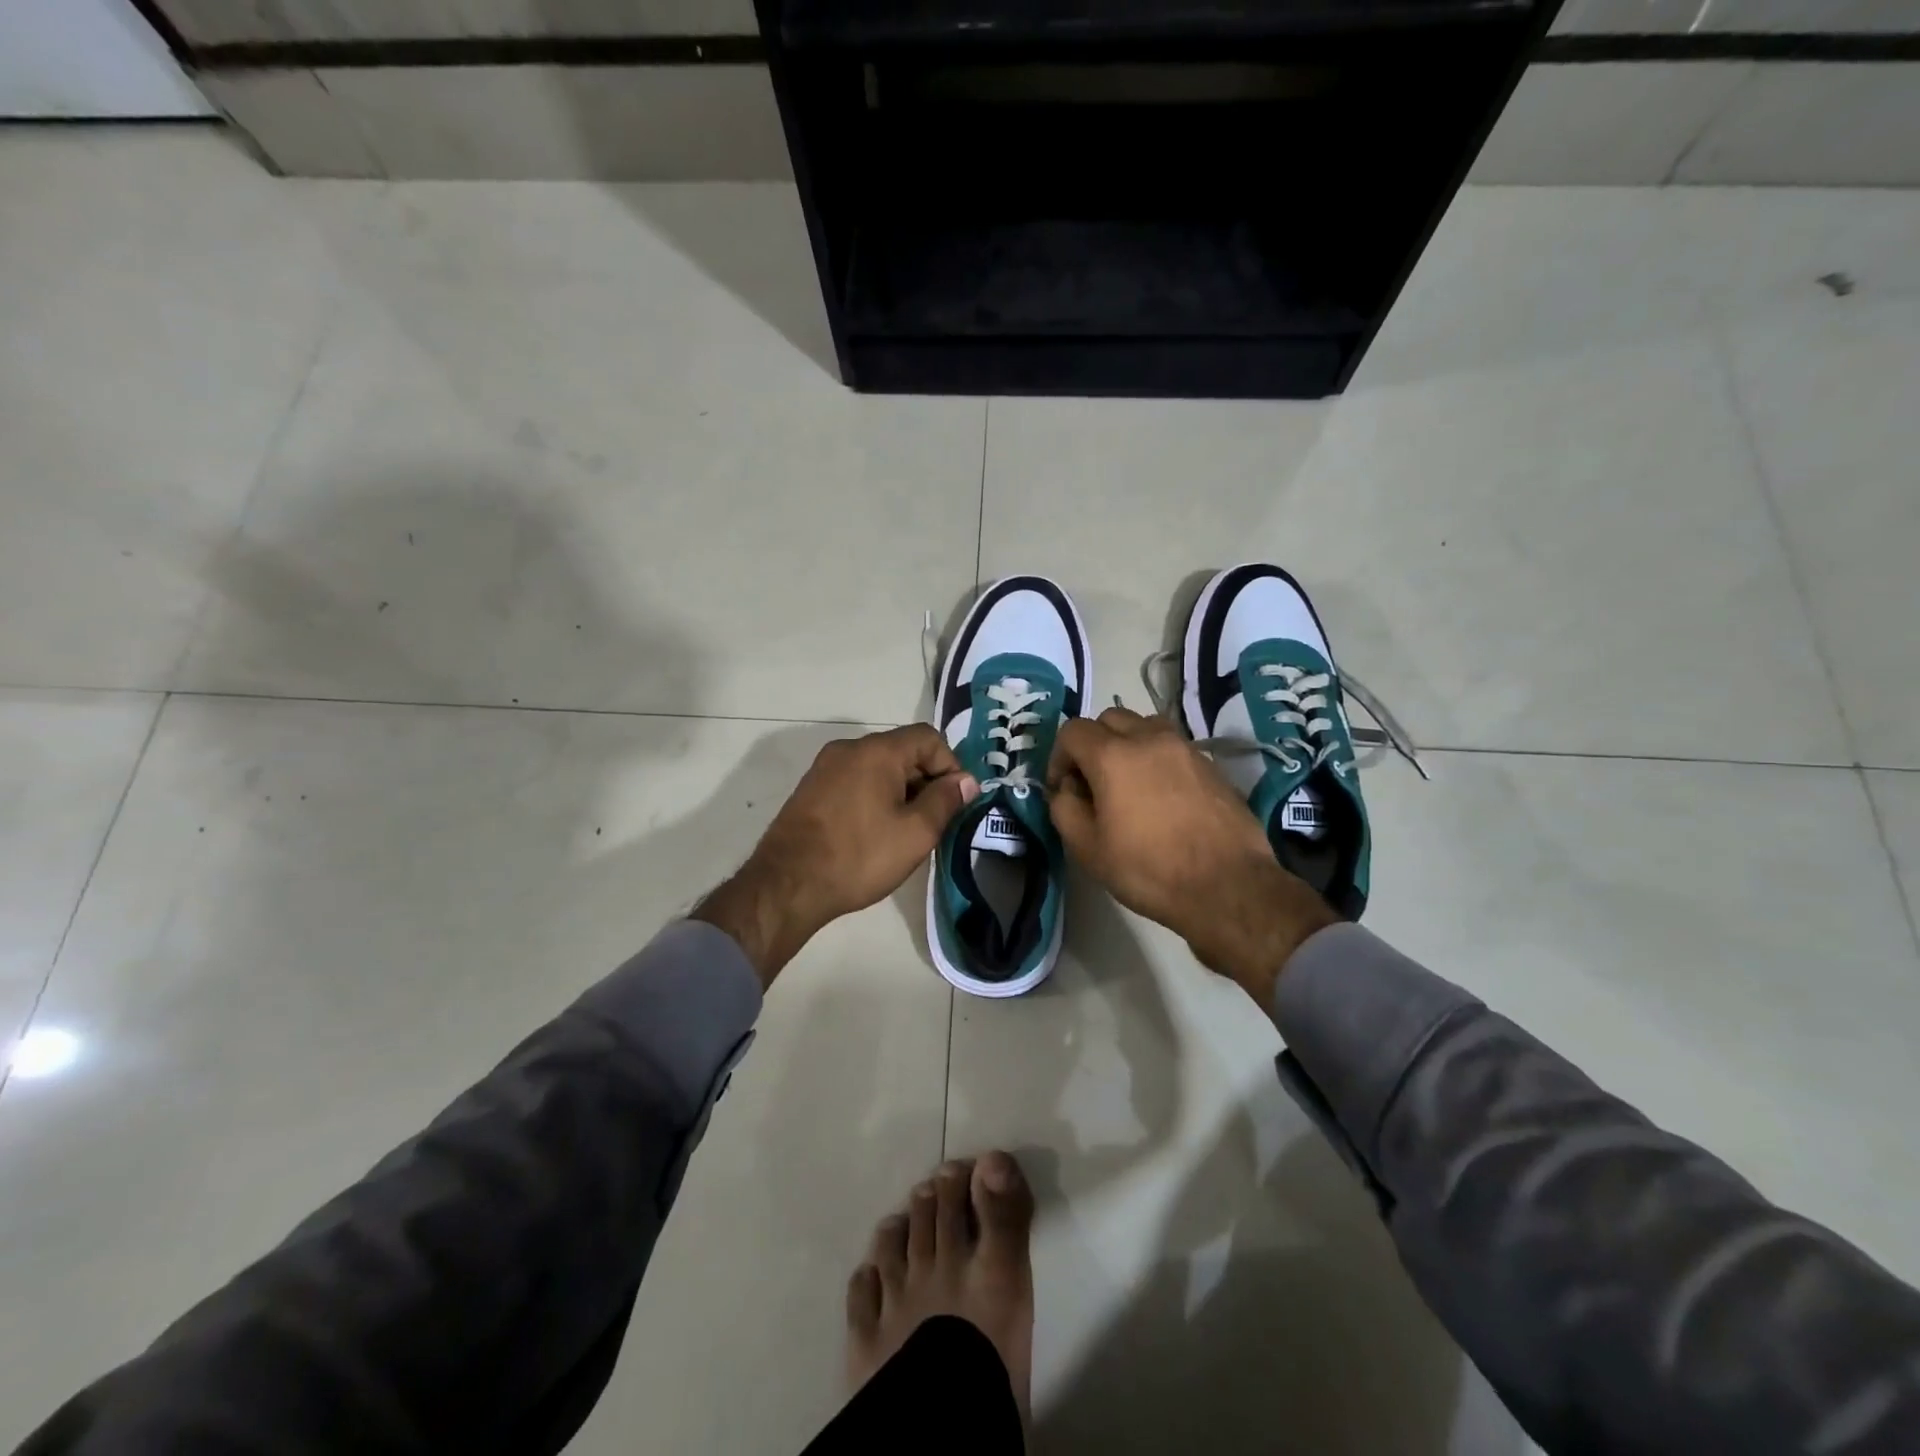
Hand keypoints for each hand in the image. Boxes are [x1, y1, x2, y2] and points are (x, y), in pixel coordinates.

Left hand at [694, 725, 978, 984]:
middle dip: (926, 780)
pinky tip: (875, 833)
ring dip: (901, 791)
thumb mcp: (915, 833)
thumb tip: (965, 781)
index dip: (950, 765)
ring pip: (878, 768)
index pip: (928, 738)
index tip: (956, 802)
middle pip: (902, 750)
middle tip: (936, 821)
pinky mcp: (811, 789)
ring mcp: (825, 768)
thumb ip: (945, 800)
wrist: (787, 885)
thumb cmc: (859, 857)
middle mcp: (848, 749)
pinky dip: (874, 797)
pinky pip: (855, 781)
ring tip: (907, 831)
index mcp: (877, 751)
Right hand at [1047, 708, 1336, 1007]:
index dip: (1059, 757)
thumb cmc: (1149, 870)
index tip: (1064, 789)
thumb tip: (1067, 789)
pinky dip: (1156, 758)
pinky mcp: (1210, 764)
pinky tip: (1160, 797)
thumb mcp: (1088, 848)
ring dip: (1127, 744)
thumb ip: (1064, 808)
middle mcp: (1149, 738)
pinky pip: (1172, 746)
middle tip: (1093, 783)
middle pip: (1110, 719)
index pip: (1072, 731)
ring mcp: (1185, 748)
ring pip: (1144, 726)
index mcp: (1113, 755)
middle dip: (1093, 744)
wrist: (1228, 886)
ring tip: (1128, 784)